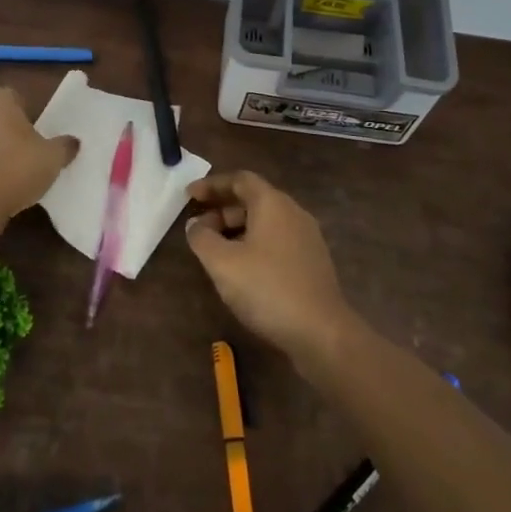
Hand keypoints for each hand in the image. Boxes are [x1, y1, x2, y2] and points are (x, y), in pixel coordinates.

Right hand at [184, 171, 354, 361]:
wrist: (321, 331)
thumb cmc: (267, 288)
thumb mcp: (222, 263)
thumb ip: (202, 238)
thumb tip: (195, 225)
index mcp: (273, 204)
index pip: (240, 180)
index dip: (212, 185)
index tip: (189, 196)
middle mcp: (293, 212)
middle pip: (253, 199)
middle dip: (222, 209)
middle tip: (198, 227)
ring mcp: (307, 237)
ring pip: (265, 222)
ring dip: (237, 229)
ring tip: (215, 250)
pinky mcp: (312, 261)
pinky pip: (276, 240)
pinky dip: (254, 243)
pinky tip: (242, 268)